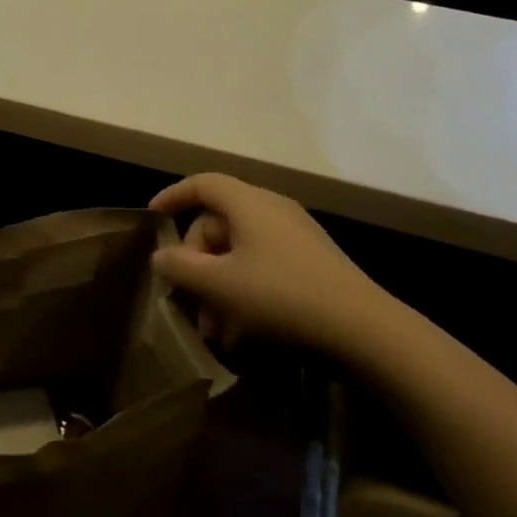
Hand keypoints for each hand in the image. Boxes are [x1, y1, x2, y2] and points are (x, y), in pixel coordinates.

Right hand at [149, 175, 400, 362]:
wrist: (363, 328)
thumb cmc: (280, 296)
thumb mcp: (219, 284)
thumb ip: (180, 267)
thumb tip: (161, 255)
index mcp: (248, 203)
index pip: (202, 184)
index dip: (174, 196)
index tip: (153, 217)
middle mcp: (272, 210)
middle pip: (218, 223)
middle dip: (197, 264)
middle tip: (189, 302)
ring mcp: (295, 236)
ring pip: (239, 252)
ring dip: (218, 287)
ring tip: (215, 331)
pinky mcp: (311, 263)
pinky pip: (263, 266)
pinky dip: (244, 292)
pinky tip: (242, 333)